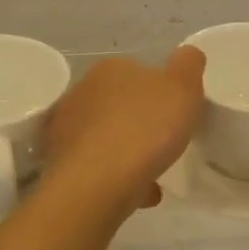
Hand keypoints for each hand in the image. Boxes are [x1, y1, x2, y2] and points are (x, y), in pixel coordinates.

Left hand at [43, 48, 205, 211]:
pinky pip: (96, 168)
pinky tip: (137, 195)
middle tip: (165, 144)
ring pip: (106, 138)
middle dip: (140, 124)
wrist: (96, 184)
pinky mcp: (59, 163)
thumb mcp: (182, 88)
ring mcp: (66, 129)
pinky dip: (116, 179)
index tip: (175, 114)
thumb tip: (188, 55)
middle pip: (120, 105)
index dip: (159, 93)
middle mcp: (81, 92)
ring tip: (153, 176)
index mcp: (110, 69)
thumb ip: (188, 66)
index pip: (138, 73)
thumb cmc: (144, 128)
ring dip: (128, 154)